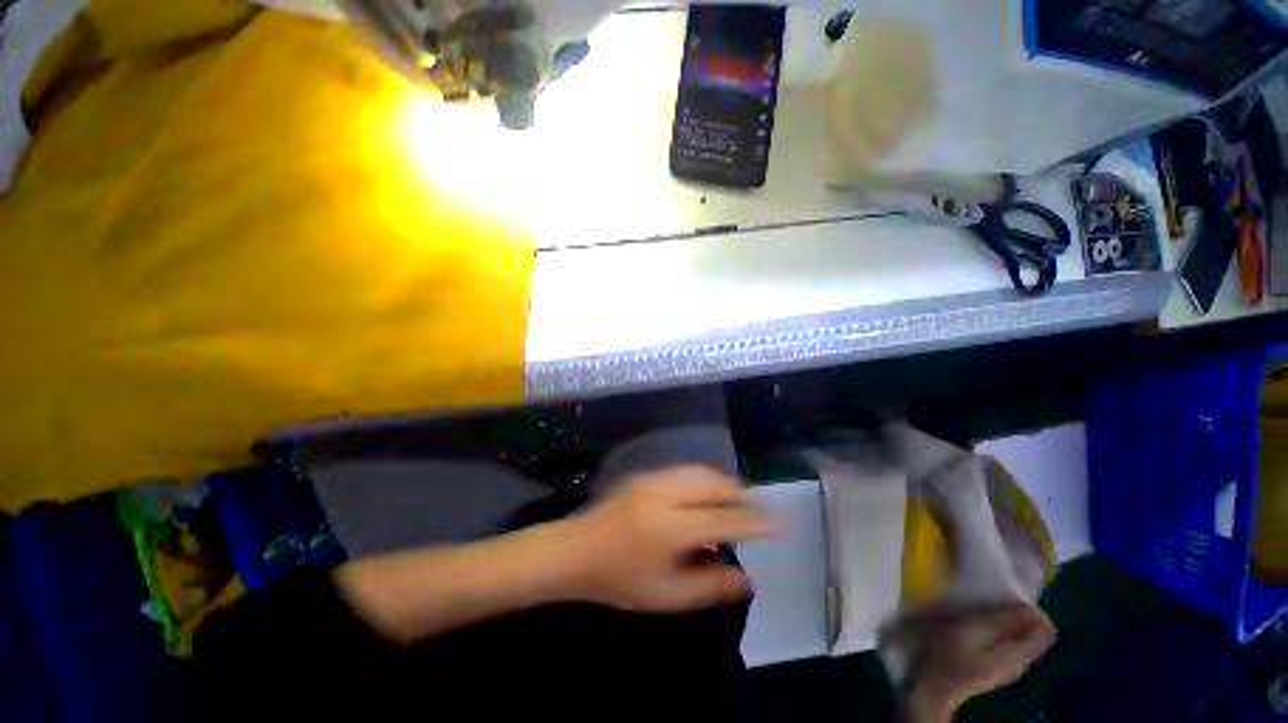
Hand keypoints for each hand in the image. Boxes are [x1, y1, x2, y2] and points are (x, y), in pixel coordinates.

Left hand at [560, 465, 772, 613]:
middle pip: (717, 485)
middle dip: (743, 496)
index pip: (726, 519)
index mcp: (672, 528)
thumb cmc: (619, 579)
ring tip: (737, 503)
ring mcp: (655, 479)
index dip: (757, 521)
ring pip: (703, 472)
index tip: (782, 525)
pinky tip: (707, 495)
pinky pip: (687, 470)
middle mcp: (667, 494)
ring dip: (725, 485)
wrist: (575, 550)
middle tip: (758, 513)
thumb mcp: (666, 595)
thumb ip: (710, 586)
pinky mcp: (647, 473)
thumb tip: (749, 579)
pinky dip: (706, 480)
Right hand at [893, 603, 1055, 721]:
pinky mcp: (994, 667)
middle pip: (1033, 633)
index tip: (1009, 598)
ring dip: (1004, 621)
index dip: (1032, 610)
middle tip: (990, 601)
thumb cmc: (945, 656)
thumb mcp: (968, 631)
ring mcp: (1008, 667)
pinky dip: (996, 630)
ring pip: (1019, 637)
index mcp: (1019, 656)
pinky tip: (975, 626)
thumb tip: (1029, 606)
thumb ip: (999, 619)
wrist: (929, 688)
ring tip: (979, 610)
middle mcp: (1021, 662)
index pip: (1047, 631)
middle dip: (1018, 614)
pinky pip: (1007, 643)